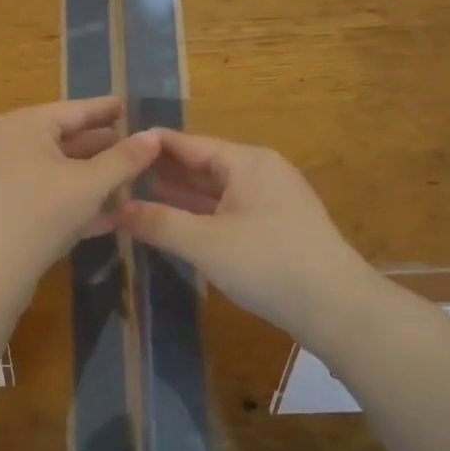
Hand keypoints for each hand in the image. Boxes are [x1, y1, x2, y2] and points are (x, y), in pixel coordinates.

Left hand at [0, 98, 158, 292]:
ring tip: (126, 183)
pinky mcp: (1, 205)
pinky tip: (104, 215)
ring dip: (91, 178)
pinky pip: (44, 192)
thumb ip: (125, 159)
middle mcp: (8, 141)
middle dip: (102, 149)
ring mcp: (1, 174)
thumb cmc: (42, 215)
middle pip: (64, 139)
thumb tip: (154, 135)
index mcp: (26, 125)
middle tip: (134, 149)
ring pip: (56, 169)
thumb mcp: (91, 185)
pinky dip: (71, 198)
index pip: (75, 110)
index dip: (105, 109)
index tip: (127, 105)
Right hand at [118, 130, 370, 344]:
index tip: (115, 145)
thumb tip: (114, 209)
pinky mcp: (276, 226)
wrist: (336, 307)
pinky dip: (201, 213)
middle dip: (163, 171)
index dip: (152, 146)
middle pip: (202, 164)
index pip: (189, 143)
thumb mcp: (204, 243)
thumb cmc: (267, 263)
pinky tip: (175, 221)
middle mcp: (260, 171)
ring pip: (215, 189)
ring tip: (137, 195)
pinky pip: (228, 209)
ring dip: (180, 194)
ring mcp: (271, 199)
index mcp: (246, 162)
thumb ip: (158, 222)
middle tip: (118, 174)